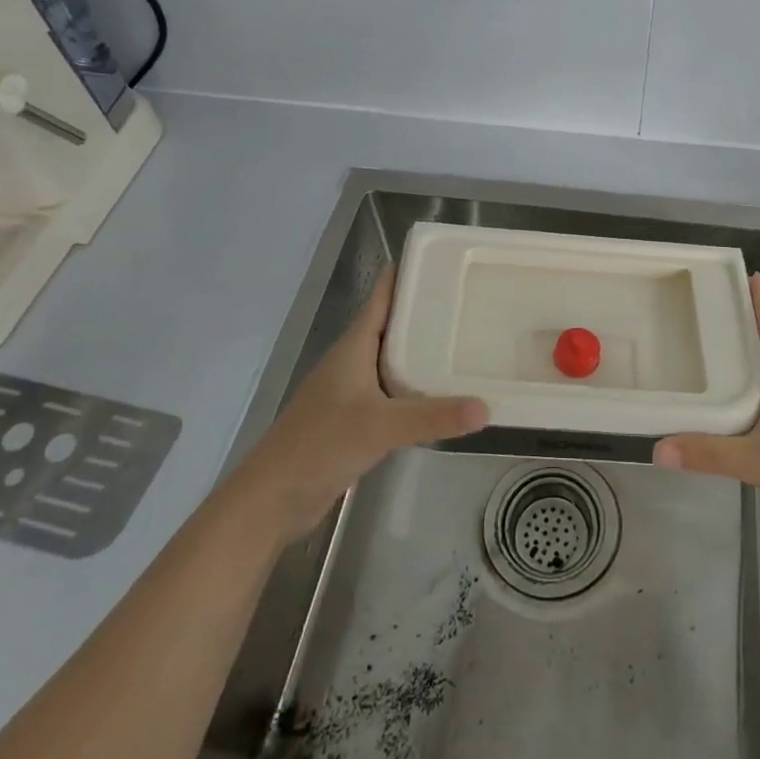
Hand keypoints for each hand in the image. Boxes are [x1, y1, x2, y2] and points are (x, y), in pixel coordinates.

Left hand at [239, 271, 488, 540]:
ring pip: (393, 361)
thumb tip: (487, 408)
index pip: (383, 298)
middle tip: (468, 301)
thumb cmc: (320, 444)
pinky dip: (415, 388)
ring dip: (422, 352)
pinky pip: (392, 392)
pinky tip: (441, 395)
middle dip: (425, 313)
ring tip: (464, 342)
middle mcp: (353, 361)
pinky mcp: (354, 419)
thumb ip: (434, 416)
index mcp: (354, 346)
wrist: (272, 498)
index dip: (407, 275)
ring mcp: (351, 392)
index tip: (442, 260)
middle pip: (392, 325)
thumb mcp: (381, 426)